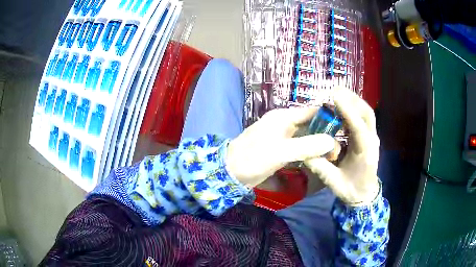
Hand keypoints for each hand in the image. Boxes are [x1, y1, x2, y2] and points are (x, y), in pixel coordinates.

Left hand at [226, 108, 335, 187]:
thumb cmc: (253, 158)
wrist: (230, 172)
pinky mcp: (280, 150)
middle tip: (338, 149)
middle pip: (311, 125)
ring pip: (306, 138)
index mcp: (284, 117)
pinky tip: (318, 161)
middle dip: (325, 135)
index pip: (312, 111)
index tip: (344, 128)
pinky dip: (309, 153)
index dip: (329, 117)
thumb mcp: (281, 152)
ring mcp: (282, 138)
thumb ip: (307, 146)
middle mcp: (284, 124)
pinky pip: (299, 148)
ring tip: (333, 156)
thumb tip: (332, 142)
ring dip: (318, 146)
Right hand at [305, 90, 379, 205]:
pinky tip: (339, 107)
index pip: (359, 129)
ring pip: (366, 112)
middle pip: (367, 113)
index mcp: (366, 154)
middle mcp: (372, 141)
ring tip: (335, 95)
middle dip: (352, 99)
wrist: (365, 194)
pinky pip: (361, 117)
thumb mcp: (334, 183)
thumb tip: (305, 153)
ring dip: (352, 101)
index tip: (334, 96)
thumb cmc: (351, 190)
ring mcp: (372, 137)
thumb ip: (321, 168)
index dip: (347, 111)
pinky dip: (352, 108)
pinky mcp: (368, 136)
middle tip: (333, 91)